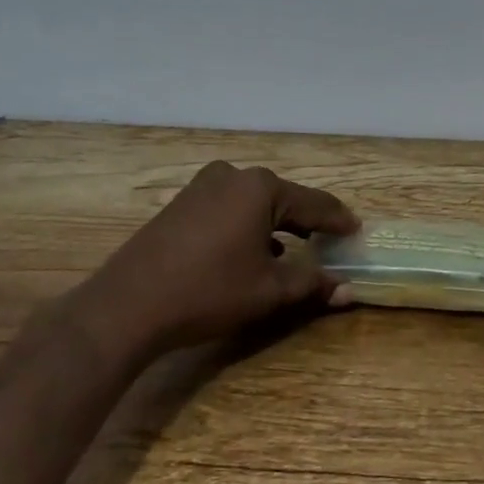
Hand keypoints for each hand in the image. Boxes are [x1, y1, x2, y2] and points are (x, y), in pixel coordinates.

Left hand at [71, 161, 360, 359]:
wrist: (125, 307)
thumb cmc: (208, 292)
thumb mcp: (269, 291)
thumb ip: (313, 284)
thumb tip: (348, 290)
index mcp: (261, 187)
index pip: (315, 203)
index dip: (339, 220)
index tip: (357, 230)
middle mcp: (234, 176)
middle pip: (284, 198)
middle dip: (307, 221)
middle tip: (330, 239)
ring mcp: (202, 186)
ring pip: (254, 203)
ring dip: (276, 224)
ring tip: (295, 247)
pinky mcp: (181, 203)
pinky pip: (229, 208)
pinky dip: (248, 225)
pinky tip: (251, 251)